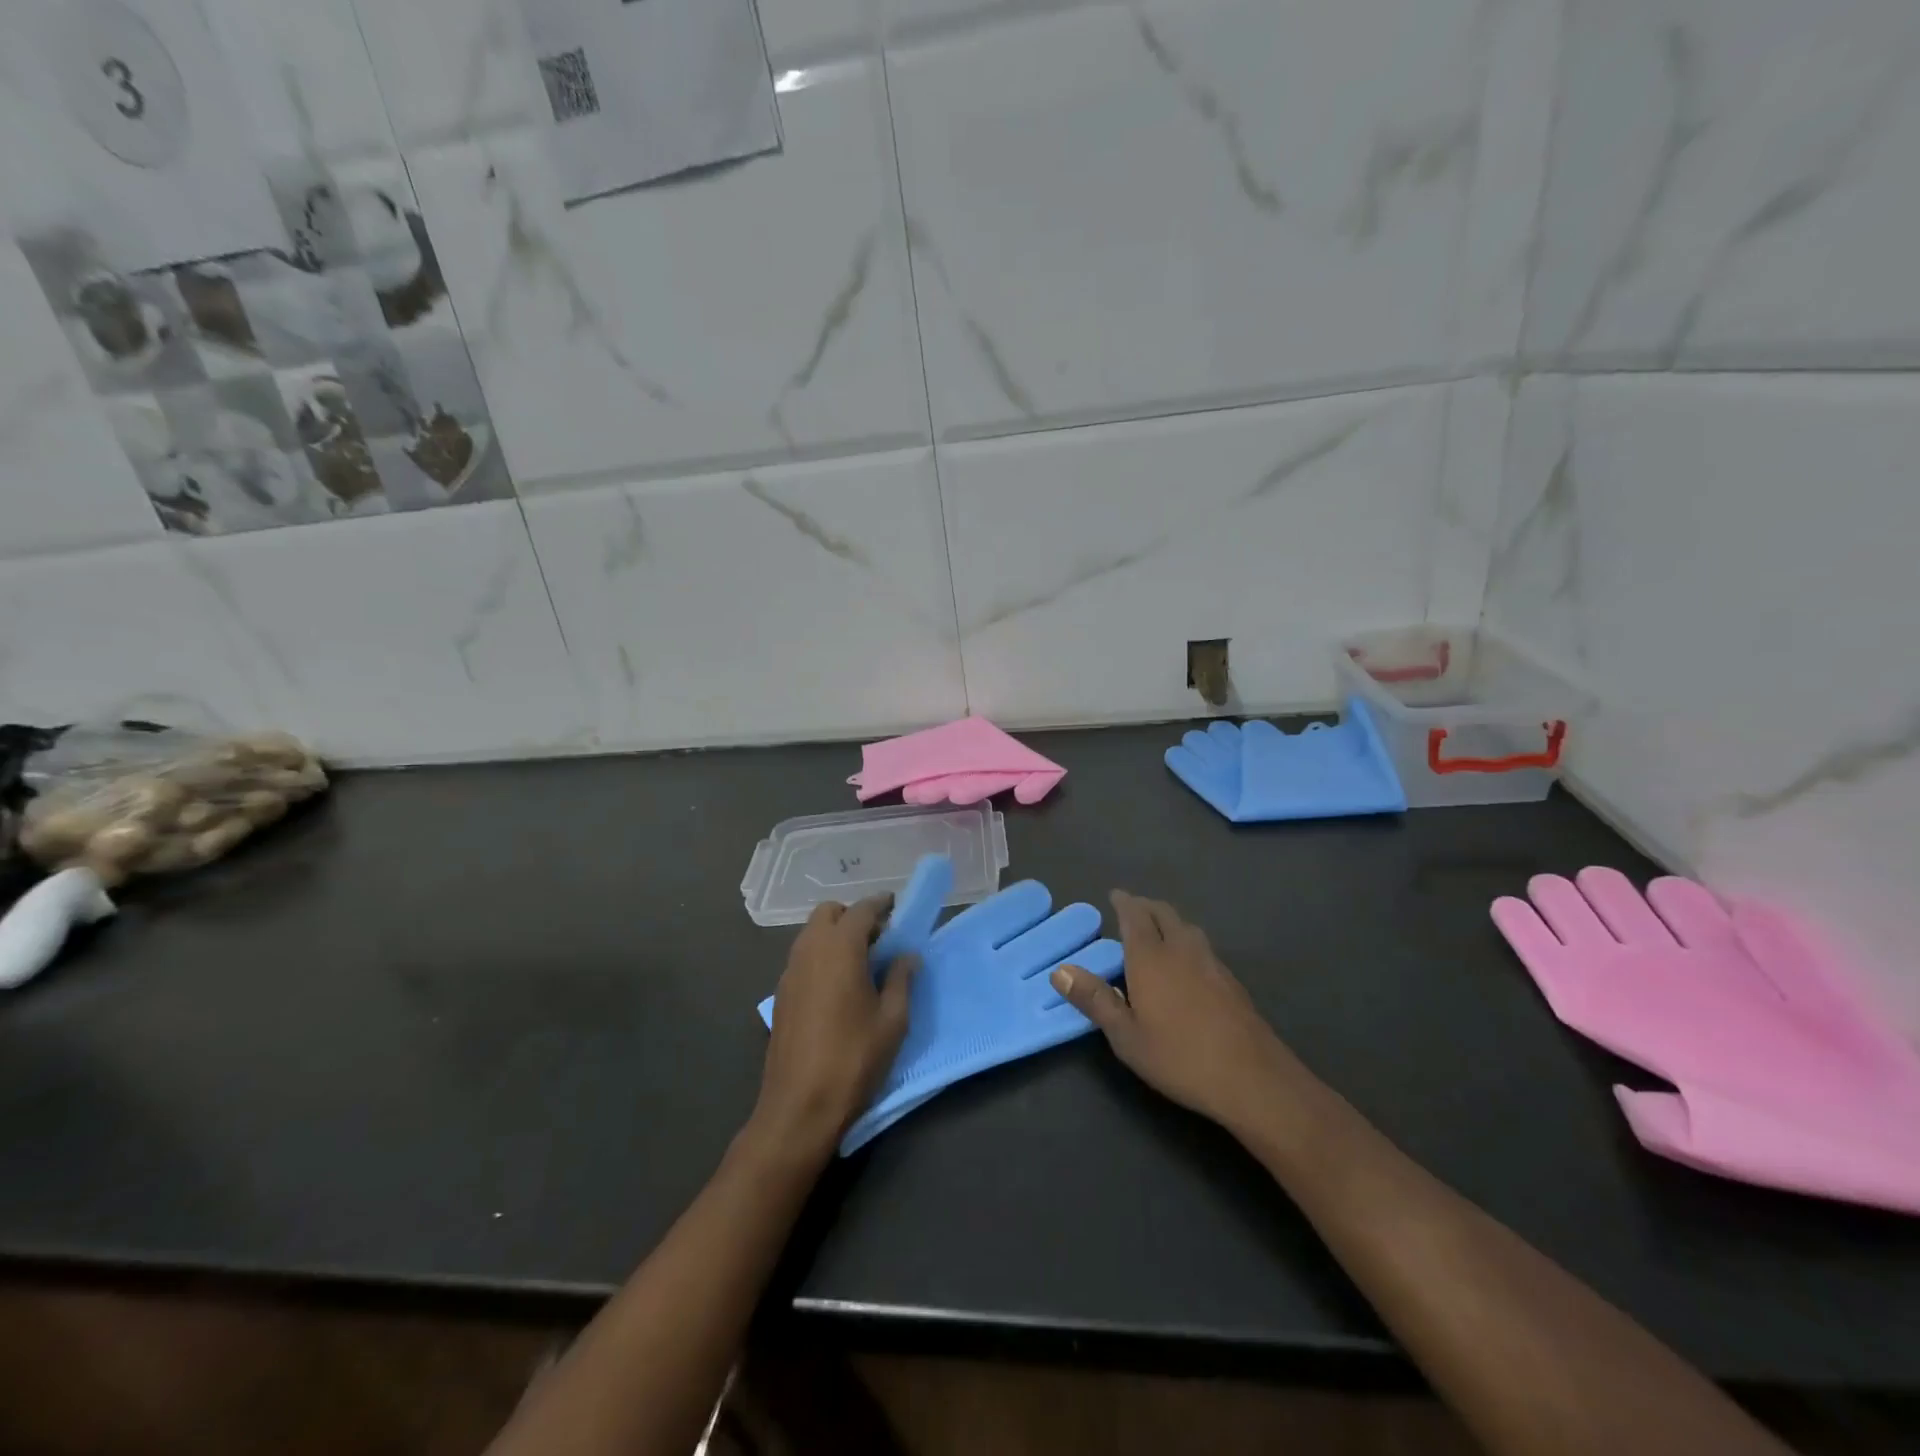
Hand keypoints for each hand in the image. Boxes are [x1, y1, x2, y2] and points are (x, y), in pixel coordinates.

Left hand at [752, 896, 916, 1159]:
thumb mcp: (893, 1021)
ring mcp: (789, 972)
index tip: (896, 906)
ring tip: (861, 963)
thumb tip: (907, 956)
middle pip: (829, 913)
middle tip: (878, 939)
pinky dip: (821, 955)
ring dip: (835, 935)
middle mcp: (809, 950)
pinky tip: (837, 985)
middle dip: (853, 916)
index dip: (880, 905)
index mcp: (840, 948)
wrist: (799, 1106)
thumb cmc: (854, 1059)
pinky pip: (802, 957)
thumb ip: (901, 980)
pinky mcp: (780, 994)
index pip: (861, 910)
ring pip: (812, 934)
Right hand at [1052, 890, 1298, 1131]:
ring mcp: (1211, 963)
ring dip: (1169, 920)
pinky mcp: (1231, 981)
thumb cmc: (1179, 1057)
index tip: (1114, 895)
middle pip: (1164, 914)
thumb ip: (1094, 999)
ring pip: (1187, 927)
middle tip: (1132, 908)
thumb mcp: (1126, 1036)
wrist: (1252, 1078)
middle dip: (1146, 906)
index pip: (1135, 916)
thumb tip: (1059, 970)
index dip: (1124, 902)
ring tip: (1158, 930)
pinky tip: (1186, 963)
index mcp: (1151, 958)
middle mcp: (1181, 950)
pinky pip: (1202, 946)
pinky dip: (1187, 940)